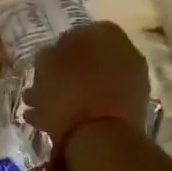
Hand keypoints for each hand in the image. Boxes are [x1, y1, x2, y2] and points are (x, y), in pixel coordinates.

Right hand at [23, 22, 151, 167]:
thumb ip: (48, 54)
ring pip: (91, 84)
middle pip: (87, 60)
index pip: (78, 32)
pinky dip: (79, 109)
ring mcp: (132, 83)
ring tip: (39, 109)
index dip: (57, 48)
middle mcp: (126, 53)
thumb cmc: (68, 93)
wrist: (101, 138)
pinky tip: (53, 122)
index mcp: (106, 34)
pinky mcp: (131, 111)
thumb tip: (53, 55)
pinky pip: (98, 104)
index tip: (42, 63)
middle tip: (39, 87)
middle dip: (62, 74)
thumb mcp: (45, 64)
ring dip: (66, 93)